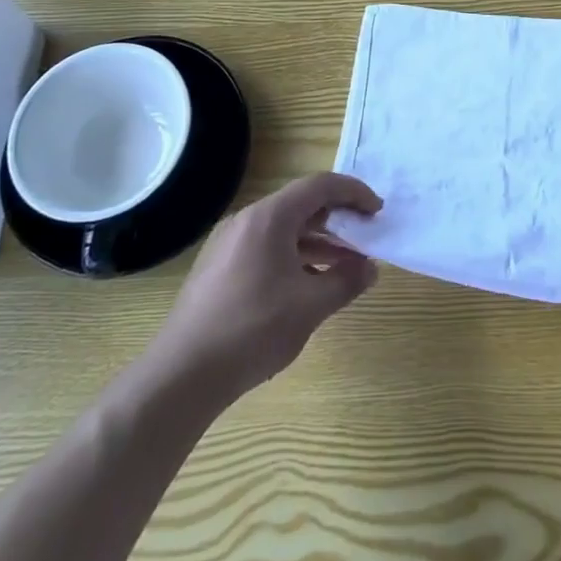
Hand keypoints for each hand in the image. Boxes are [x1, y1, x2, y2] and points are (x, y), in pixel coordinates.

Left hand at [161, 173, 382, 396]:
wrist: (182, 375)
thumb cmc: (252, 330)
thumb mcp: (310, 306)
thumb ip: (346, 281)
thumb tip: (370, 269)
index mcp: (269, 218)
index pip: (320, 186)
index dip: (354, 192)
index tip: (378, 211)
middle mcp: (247, 220)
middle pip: (301, 204)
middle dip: (338, 219)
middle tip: (365, 238)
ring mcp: (229, 244)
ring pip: (284, 229)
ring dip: (318, 242)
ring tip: (346, 266)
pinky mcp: (219, 268)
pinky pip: (266, 247)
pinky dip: (294, 256)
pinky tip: (309, 284)